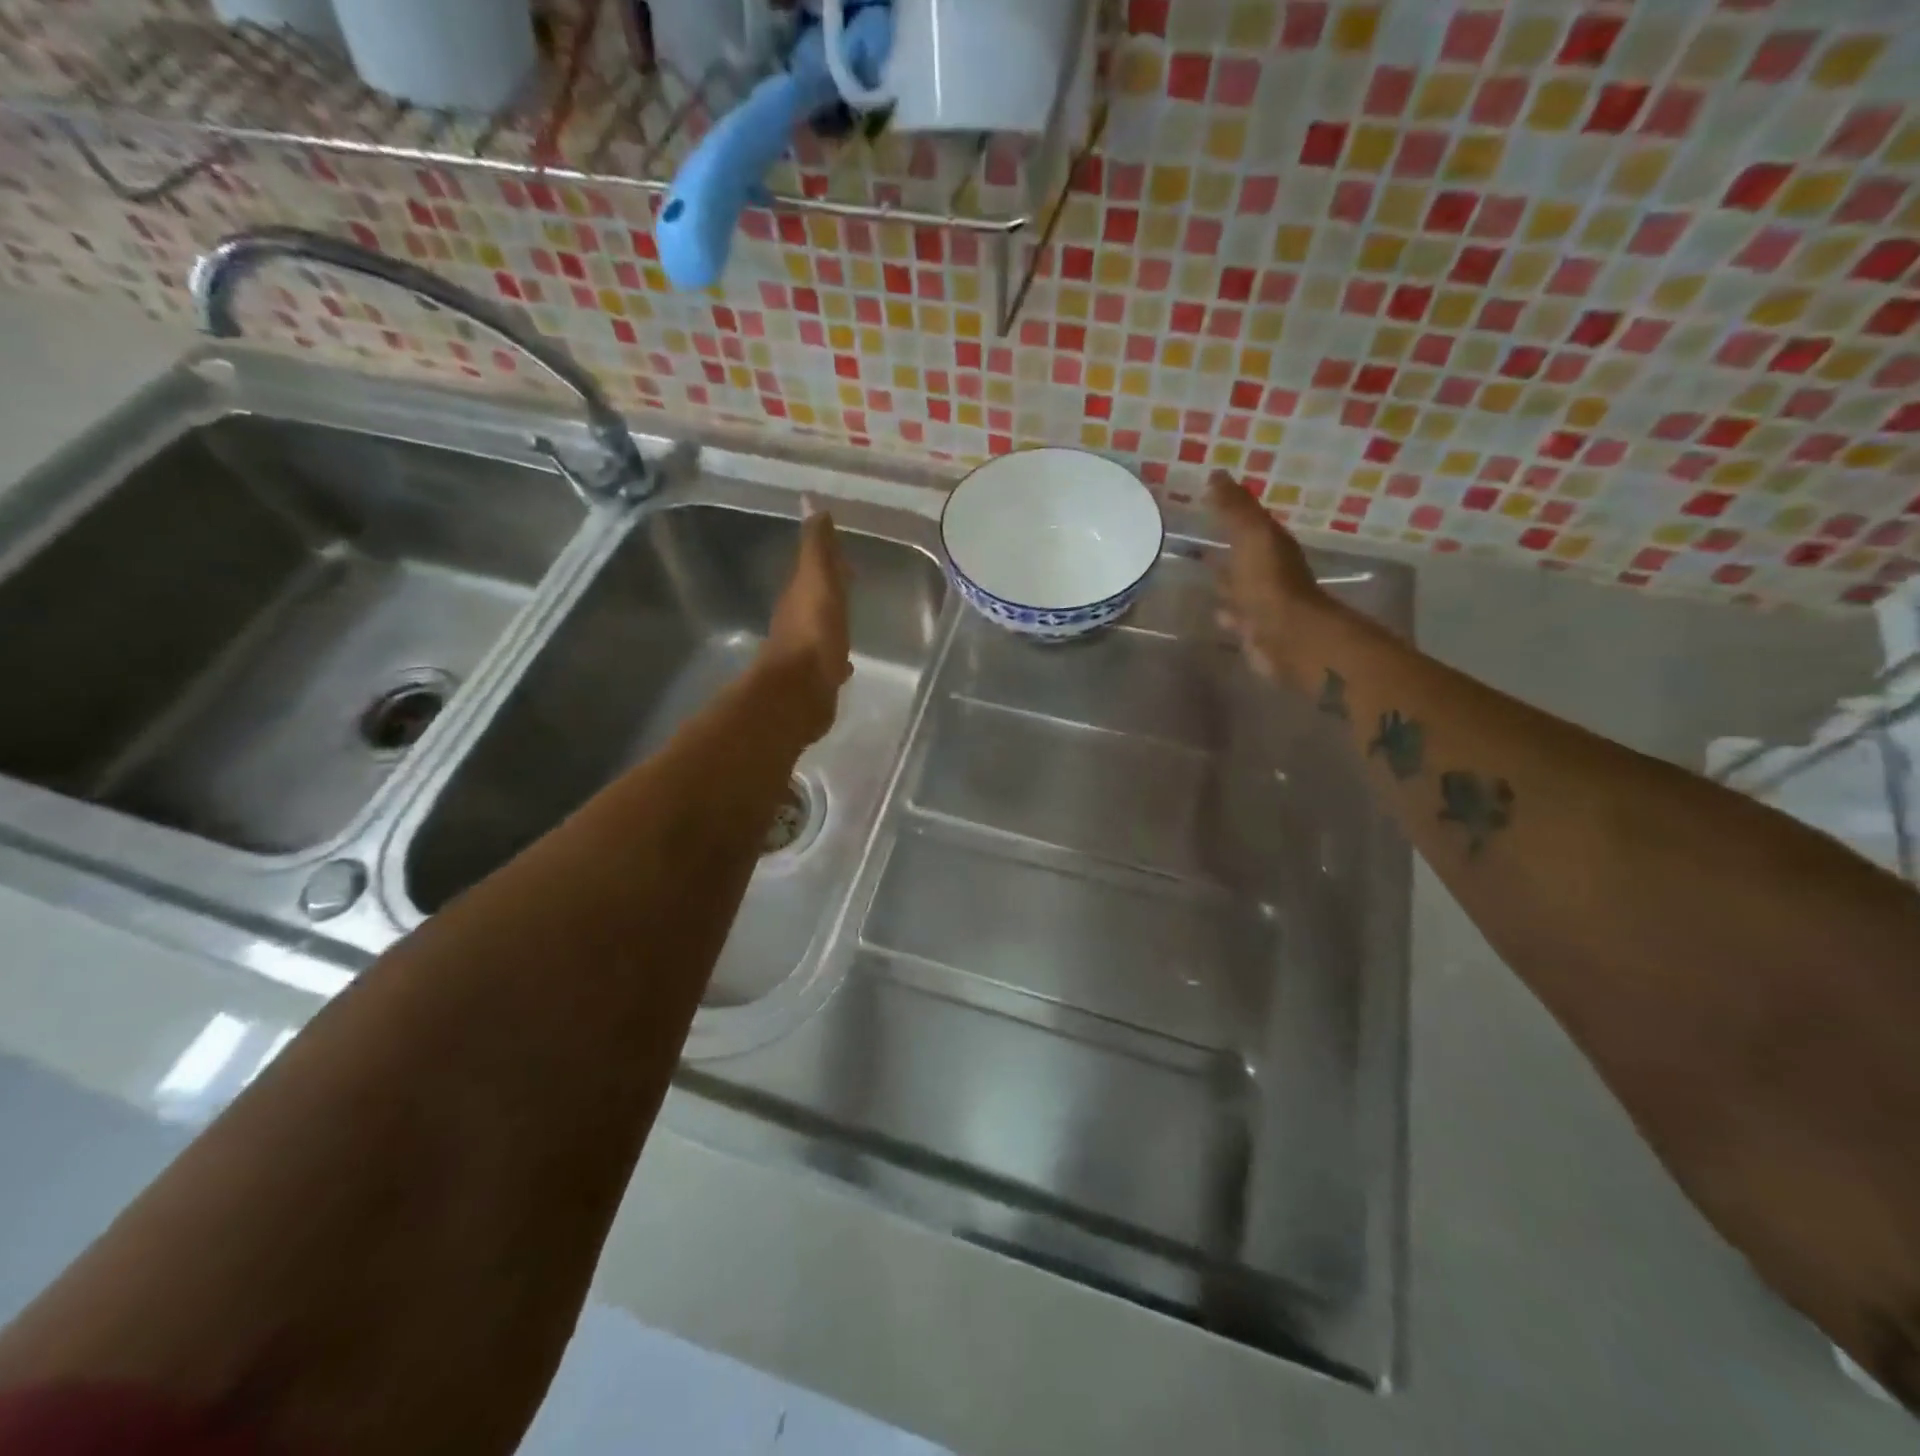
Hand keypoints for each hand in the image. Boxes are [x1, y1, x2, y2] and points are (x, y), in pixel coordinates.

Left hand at [760, 501, 851, 743]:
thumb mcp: (818, 581)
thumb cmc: (813, 634)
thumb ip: (817, 548)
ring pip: (821, 630)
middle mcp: (798, 622)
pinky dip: (835, 656)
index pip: (813, 571)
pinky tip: (845, 665)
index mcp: (799, 595)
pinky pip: (827, 661)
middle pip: (817, 600)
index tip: (845, 558)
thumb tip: (810, 502)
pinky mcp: (815, 681)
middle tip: (851, 585)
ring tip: (849, 623)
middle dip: (832, 592)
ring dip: (833, 624)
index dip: (828, 562)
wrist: (800, 693)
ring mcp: (805, 654)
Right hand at [1207, 470, 1330, 683]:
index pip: (1249, 520)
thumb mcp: (1251, 536)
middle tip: (1196, 538)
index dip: (1230, 508)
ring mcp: (1262, 602)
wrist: (1286, 637)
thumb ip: (1234, 508)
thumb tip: (1217, 474)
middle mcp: (1270, 570)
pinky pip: (1236, 614)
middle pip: (1244, 553)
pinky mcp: (1254, 629)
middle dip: (1226, 545)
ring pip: (1239, 585)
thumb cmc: (1268, 583)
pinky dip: (1225, 610)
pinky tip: (1213, 610)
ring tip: (1199, 574)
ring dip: (1224, 579)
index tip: (1204, 498)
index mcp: (1271, 544)